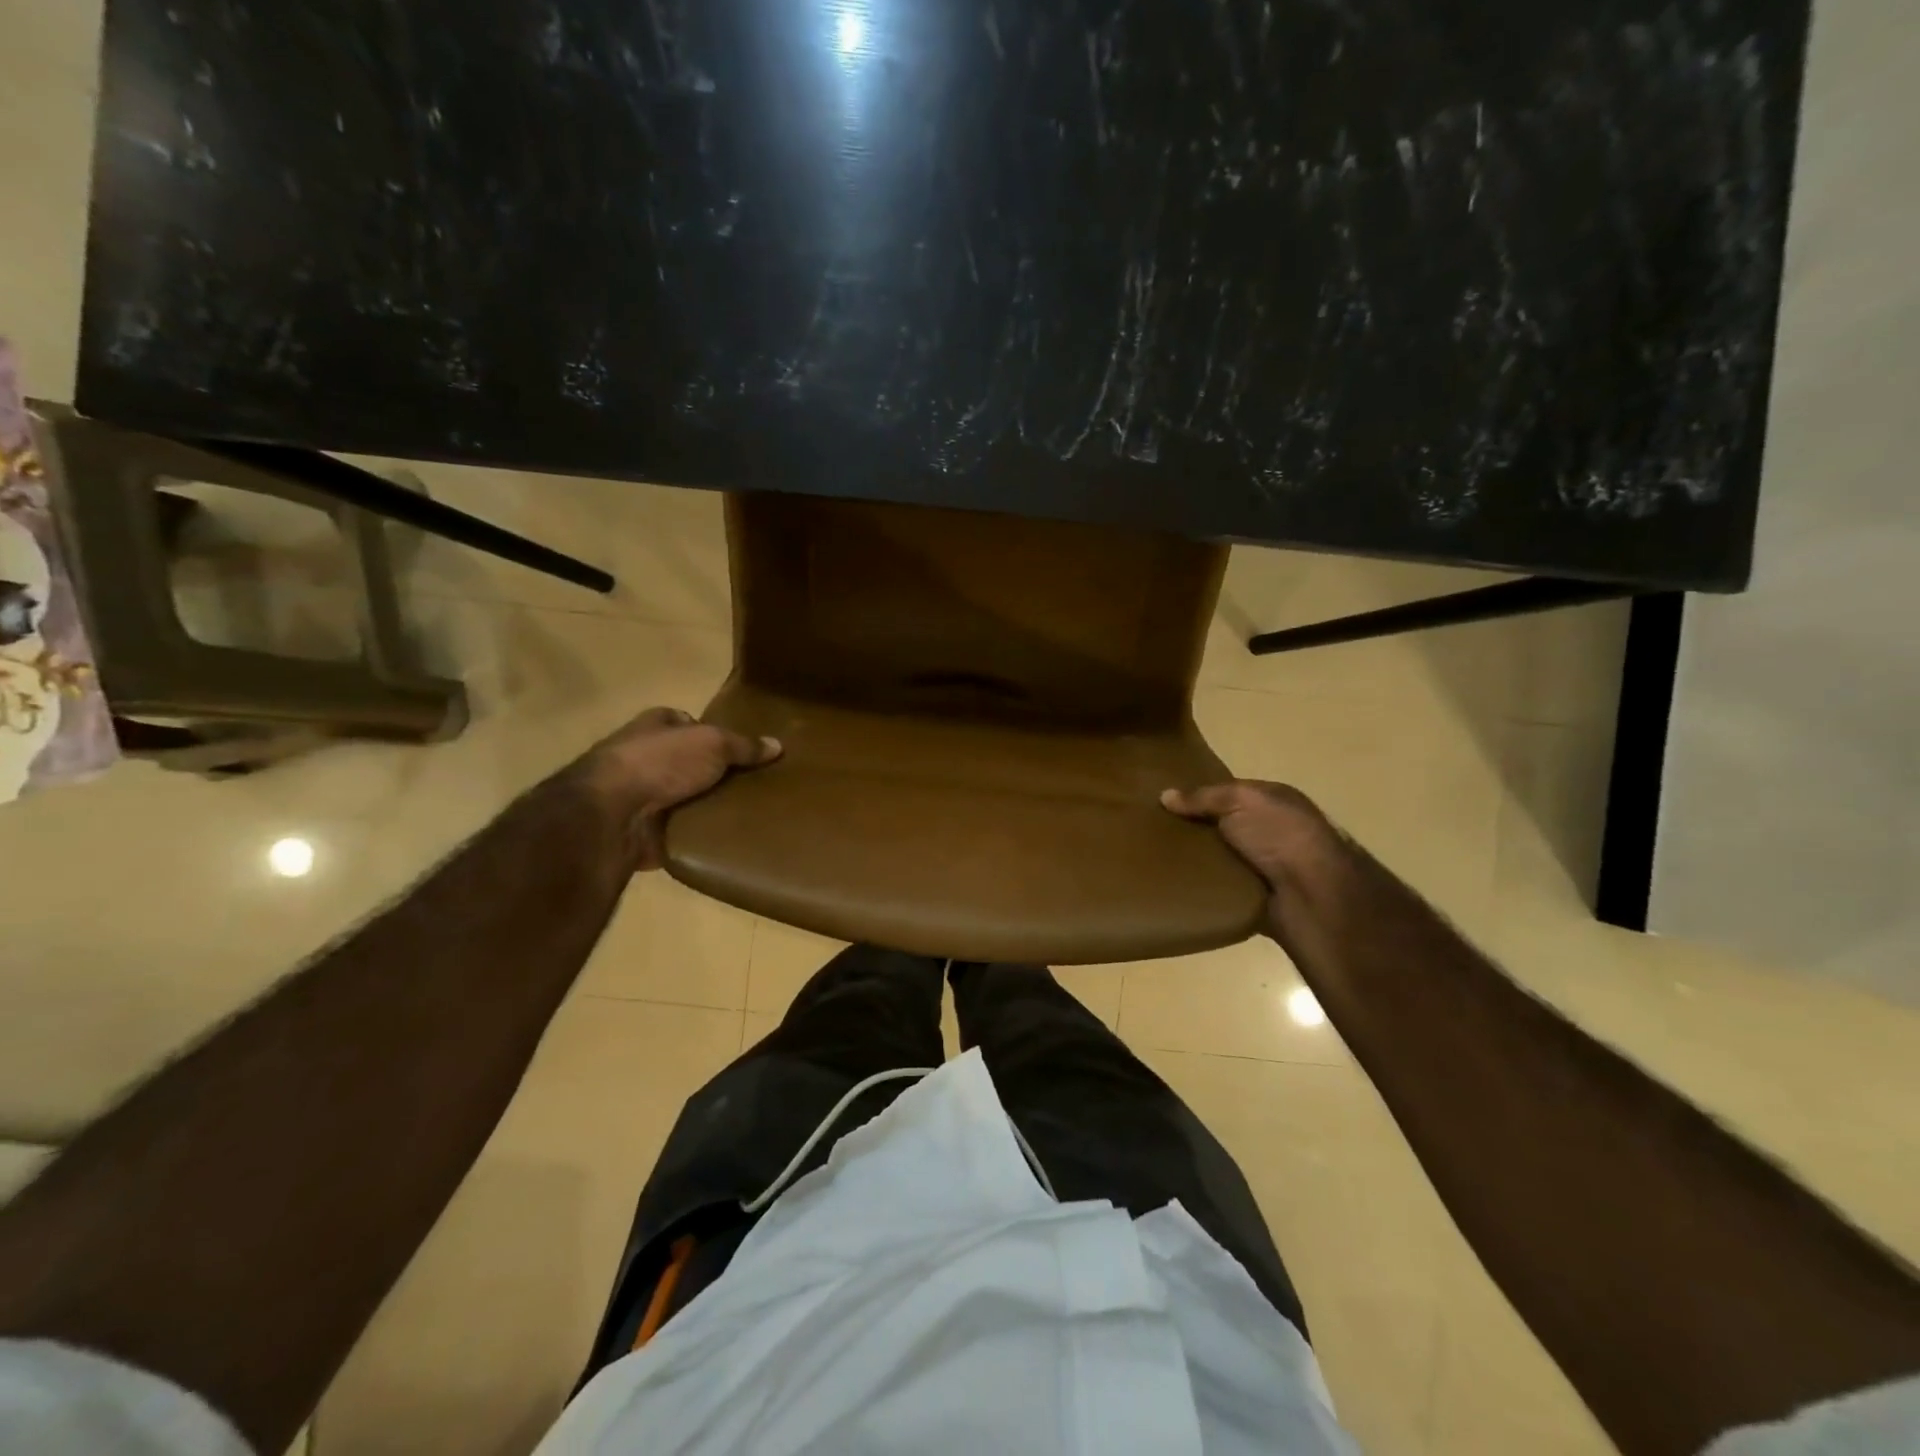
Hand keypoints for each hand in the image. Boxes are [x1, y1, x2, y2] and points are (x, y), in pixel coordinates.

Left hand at [573, 707, 781, 869]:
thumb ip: (744, 745)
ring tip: (749, 813)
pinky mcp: (644, 829)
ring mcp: (640, 794)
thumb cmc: (661, 762)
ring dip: (707, 805)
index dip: (716, 734)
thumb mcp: (713, 743)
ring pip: (685, 797)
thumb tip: (777, 745)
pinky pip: (680, 829)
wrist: (612, 814)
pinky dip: (699, 834)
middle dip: (716, 773)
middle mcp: (644, 756)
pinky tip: (728, 837)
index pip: (689, 724)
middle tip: (755, 785)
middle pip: (689, 762)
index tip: (746, 751)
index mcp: (655, 725)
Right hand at [1161, 780, 1348, 904]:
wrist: (1314, 897)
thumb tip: (1165, 795)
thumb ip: (1203, 797)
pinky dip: (1203, 887)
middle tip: (1153, 831)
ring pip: (1219, 858)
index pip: (1230, 793)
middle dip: (1193, 828)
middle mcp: (1271, 831)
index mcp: (1274, 801)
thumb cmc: (1281, 836)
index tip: (1164, 800)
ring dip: (1196, 860)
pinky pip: (1220, 888)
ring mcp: (1265, 866)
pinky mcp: (1255, 897)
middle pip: (1222, 826)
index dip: (1200, 794)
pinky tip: (1175, 884)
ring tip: (1157, 859)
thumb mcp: (1241, 801)